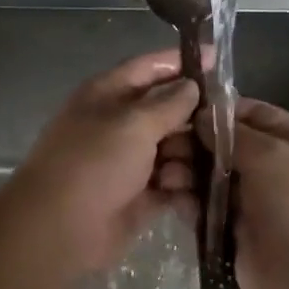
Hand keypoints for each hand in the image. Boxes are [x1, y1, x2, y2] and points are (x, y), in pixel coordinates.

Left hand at [6, 50, 199, 275]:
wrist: (60, 230)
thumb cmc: (94, 164)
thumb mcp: (133, 123)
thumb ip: (168, 103)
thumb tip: (191, 85)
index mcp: (108, 95)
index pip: (149, 68)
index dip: (183, 62)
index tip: (219, 58)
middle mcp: (119, 125)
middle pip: (168, 111)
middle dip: (196, 118)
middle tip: (228, 126)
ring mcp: (129, 163)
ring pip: (175, 149)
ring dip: (190, 157)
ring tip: (198, 168)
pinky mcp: (140, 198)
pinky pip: (173, 184)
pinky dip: (185, 187)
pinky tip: (198, 191)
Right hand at [164, 98, 288, 288]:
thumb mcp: (272, 155)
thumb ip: (234, 135)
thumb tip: (201, 118)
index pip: (250, 115)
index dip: (217, 112)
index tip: (180, 111)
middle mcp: (271, 169)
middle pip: (223, 148)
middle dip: (193, 144)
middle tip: (162, 146)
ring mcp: (251, 203)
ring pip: (209, 180)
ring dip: (186, 174)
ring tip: (164, 175)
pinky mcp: (232, 234)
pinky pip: (205, 212)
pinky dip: (187, 204)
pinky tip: (171, 198)